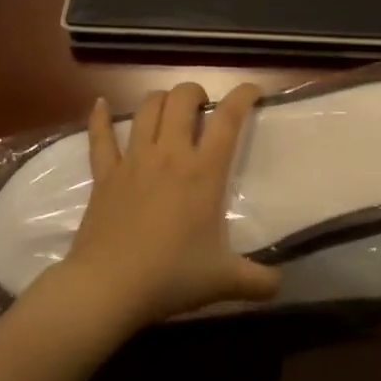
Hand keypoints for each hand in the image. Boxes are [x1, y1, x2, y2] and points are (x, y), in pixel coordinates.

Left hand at [52, 82, 281, 329]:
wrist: (107, 288)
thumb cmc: (170, 277)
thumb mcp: (223, 281)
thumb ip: (258, 281)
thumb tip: (281, 285)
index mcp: (203, 171)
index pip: (228, 118)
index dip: (243, 96)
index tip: (253, 92)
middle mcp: (169, 154)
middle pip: (181, 99)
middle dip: (196, 93)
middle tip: (204, 108)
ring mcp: (133, 160)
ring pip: (146, 109)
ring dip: (161, 100)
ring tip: (170, 109)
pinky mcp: (104, 175)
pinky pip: (99, 137)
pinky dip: (99, 117)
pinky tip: (100, 104)